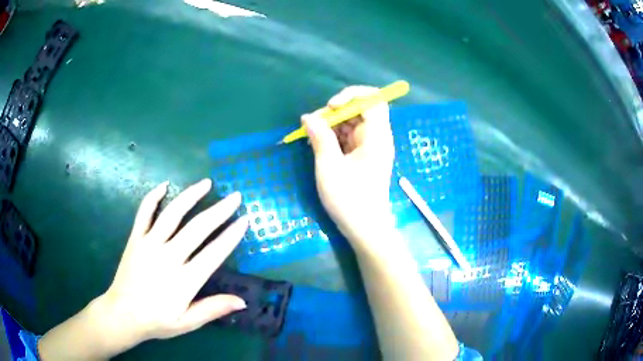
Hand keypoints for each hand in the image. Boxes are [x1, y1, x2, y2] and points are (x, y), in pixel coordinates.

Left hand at [99, 179, 248, 343]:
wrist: (123, 314)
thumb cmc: (157, 321)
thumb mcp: (187, 322)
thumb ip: (213, 309)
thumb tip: (242, 301)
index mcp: (184, 281)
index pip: (214, 253)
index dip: (231, 236)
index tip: (244, 220)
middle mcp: (168, 257)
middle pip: (198, 228)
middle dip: (219, 211)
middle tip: (235, 196)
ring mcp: (149, 244)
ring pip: (172, 214)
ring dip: (190, 196)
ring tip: (206, 183)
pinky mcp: (135, 238)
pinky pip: (144, 213)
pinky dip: (153, 197)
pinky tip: (164, 185)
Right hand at [303, 86, 395, 253]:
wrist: (365, 228)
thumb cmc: (349, 199)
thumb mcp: (329, 166)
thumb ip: (320, 137)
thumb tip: (308, 116)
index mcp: (377, 136)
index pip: (373, 99)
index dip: (351, 95)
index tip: (331, 108)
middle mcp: (378, 137)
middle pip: (361, 108)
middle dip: (337, 111)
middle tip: (315, 124)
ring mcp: (371, 146)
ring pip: (354, 122)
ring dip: (333, 124)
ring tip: (314, 136)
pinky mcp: (364, 156)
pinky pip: (350, 136)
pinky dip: (335, 136)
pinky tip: (320, 144)